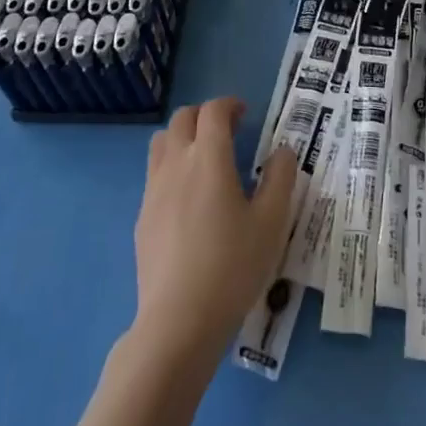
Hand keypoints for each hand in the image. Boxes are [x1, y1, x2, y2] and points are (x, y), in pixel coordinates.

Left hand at [130, 98, 297, 369]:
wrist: (178, 321)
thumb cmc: (232, 267)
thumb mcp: (271, 223)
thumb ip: (280, 179)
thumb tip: (283, 151)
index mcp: (208, 157)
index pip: (213, 111)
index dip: (229, 104)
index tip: (245, 114)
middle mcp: (176, 163)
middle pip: (182, 118)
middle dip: (205, 116)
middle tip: (228, 132)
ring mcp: (153, 189)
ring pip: (162, 142)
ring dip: (183, 137)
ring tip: (205, 159)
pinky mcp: (142, 216)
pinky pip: (154, 173)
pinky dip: (172, 167)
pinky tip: (189, 199)